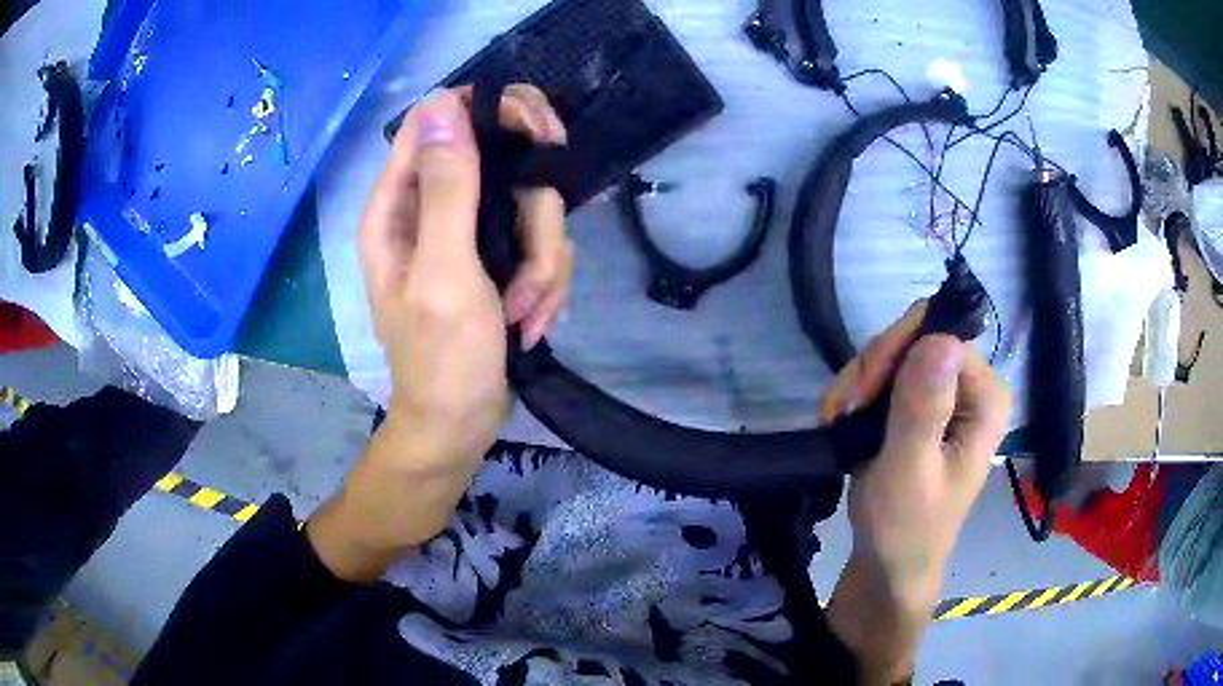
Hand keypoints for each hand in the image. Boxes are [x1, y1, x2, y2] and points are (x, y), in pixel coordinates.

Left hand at [359, 86, 571, 472]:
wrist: (461, 425)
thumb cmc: (442, 360)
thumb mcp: (444, 274)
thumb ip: (447, 188)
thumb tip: (443, 103)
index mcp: (399, 205)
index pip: (441, 118)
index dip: (496, 111)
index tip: (544, 135)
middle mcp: (432, 208)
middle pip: (503, 161)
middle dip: (533, 216)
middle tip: (540, 256)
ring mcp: (467, 233)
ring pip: (531, 208)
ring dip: (542, 265)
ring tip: (522, 314)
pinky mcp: (496, 258)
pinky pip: (540, 244)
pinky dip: (545, 283)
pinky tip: (529, 322)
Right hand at [824, 302, 1010, 683]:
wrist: (890, 565)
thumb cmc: (906, 526)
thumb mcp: (910, 469)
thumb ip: (924, 407)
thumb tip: (939, 338)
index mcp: (986, 397)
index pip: (941, 334)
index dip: (897, 353)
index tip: (860, 397)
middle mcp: (972, 386)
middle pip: (916, 337)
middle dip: (872, 371)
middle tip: (843, 413)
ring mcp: (946, 394)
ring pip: (895, 353)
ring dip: (858, 385)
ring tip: (838, 424)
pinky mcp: (922, 406)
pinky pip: (885, 375)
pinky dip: (857, 395)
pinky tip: (841, 423)